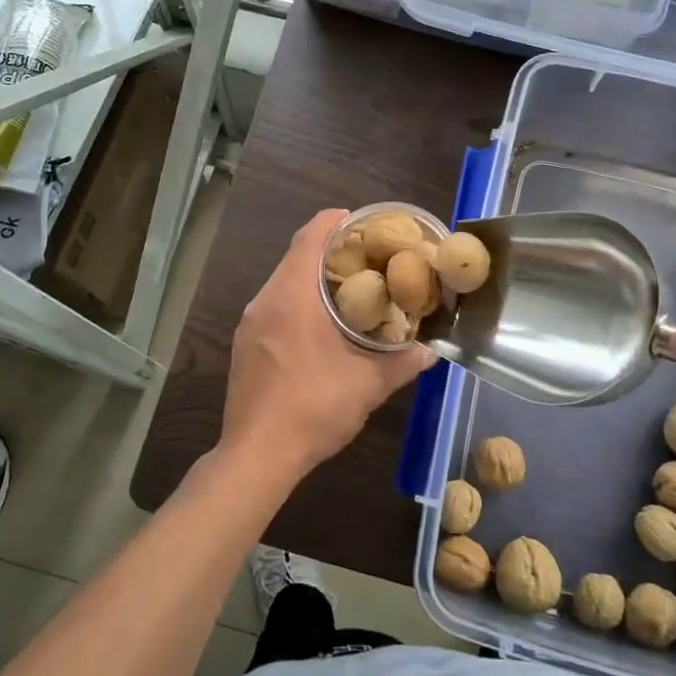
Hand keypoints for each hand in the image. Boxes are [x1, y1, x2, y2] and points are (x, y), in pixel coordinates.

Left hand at [220, 209, 435, 481]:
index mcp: (291, 297)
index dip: (333, 221)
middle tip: (366, 257)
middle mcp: (264, 301)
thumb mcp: (368, 385)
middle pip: (295, 258)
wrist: (257, 455)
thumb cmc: (313, 409)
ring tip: (350, 288)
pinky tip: (321, 325)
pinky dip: (298, 302)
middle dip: (329, 251)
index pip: (309, 238)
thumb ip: (402, 362)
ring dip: (313, 279)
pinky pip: (273, 307)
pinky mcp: (245, 346)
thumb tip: (430, 352)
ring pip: (283, 283)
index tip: (360, 220)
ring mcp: (249, 324)